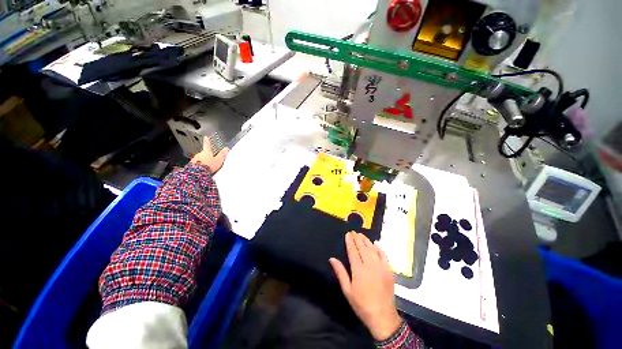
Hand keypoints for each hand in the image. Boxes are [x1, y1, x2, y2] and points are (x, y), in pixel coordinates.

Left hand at [191, 136, 228, 174]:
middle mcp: (199, 154)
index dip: (207, 141)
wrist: (197, 173)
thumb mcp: (218, 160)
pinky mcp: (191, 166)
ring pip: (199, 158)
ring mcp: (194, 160)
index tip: (205, 137)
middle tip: (210, 157)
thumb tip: (226, 148)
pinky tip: (203, 169)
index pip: (207, 145)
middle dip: (206, 154)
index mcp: (206, 152)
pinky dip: (200, 165)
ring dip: (203, 160)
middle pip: (203, 153)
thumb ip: (222, 155)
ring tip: (207, 165)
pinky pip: (197, 164)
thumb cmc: (208, 165)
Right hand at [329, 232, 401, 340]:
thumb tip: (332, 258)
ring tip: (361, 234)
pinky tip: (375, 244)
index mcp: (358, 269)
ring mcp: (381, 266)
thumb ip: (340, 272)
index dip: (350, 241)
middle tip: (353, 231)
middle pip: (362, 247)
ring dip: (366, 240)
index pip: (353, 250)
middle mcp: (370, 265)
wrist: (382, 316)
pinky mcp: (389, 270)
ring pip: (372, 249)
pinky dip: (379, 248)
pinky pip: (384, 255)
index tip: (348, 234)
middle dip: (357, 238)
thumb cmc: (361, 304)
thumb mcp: (347, 290)